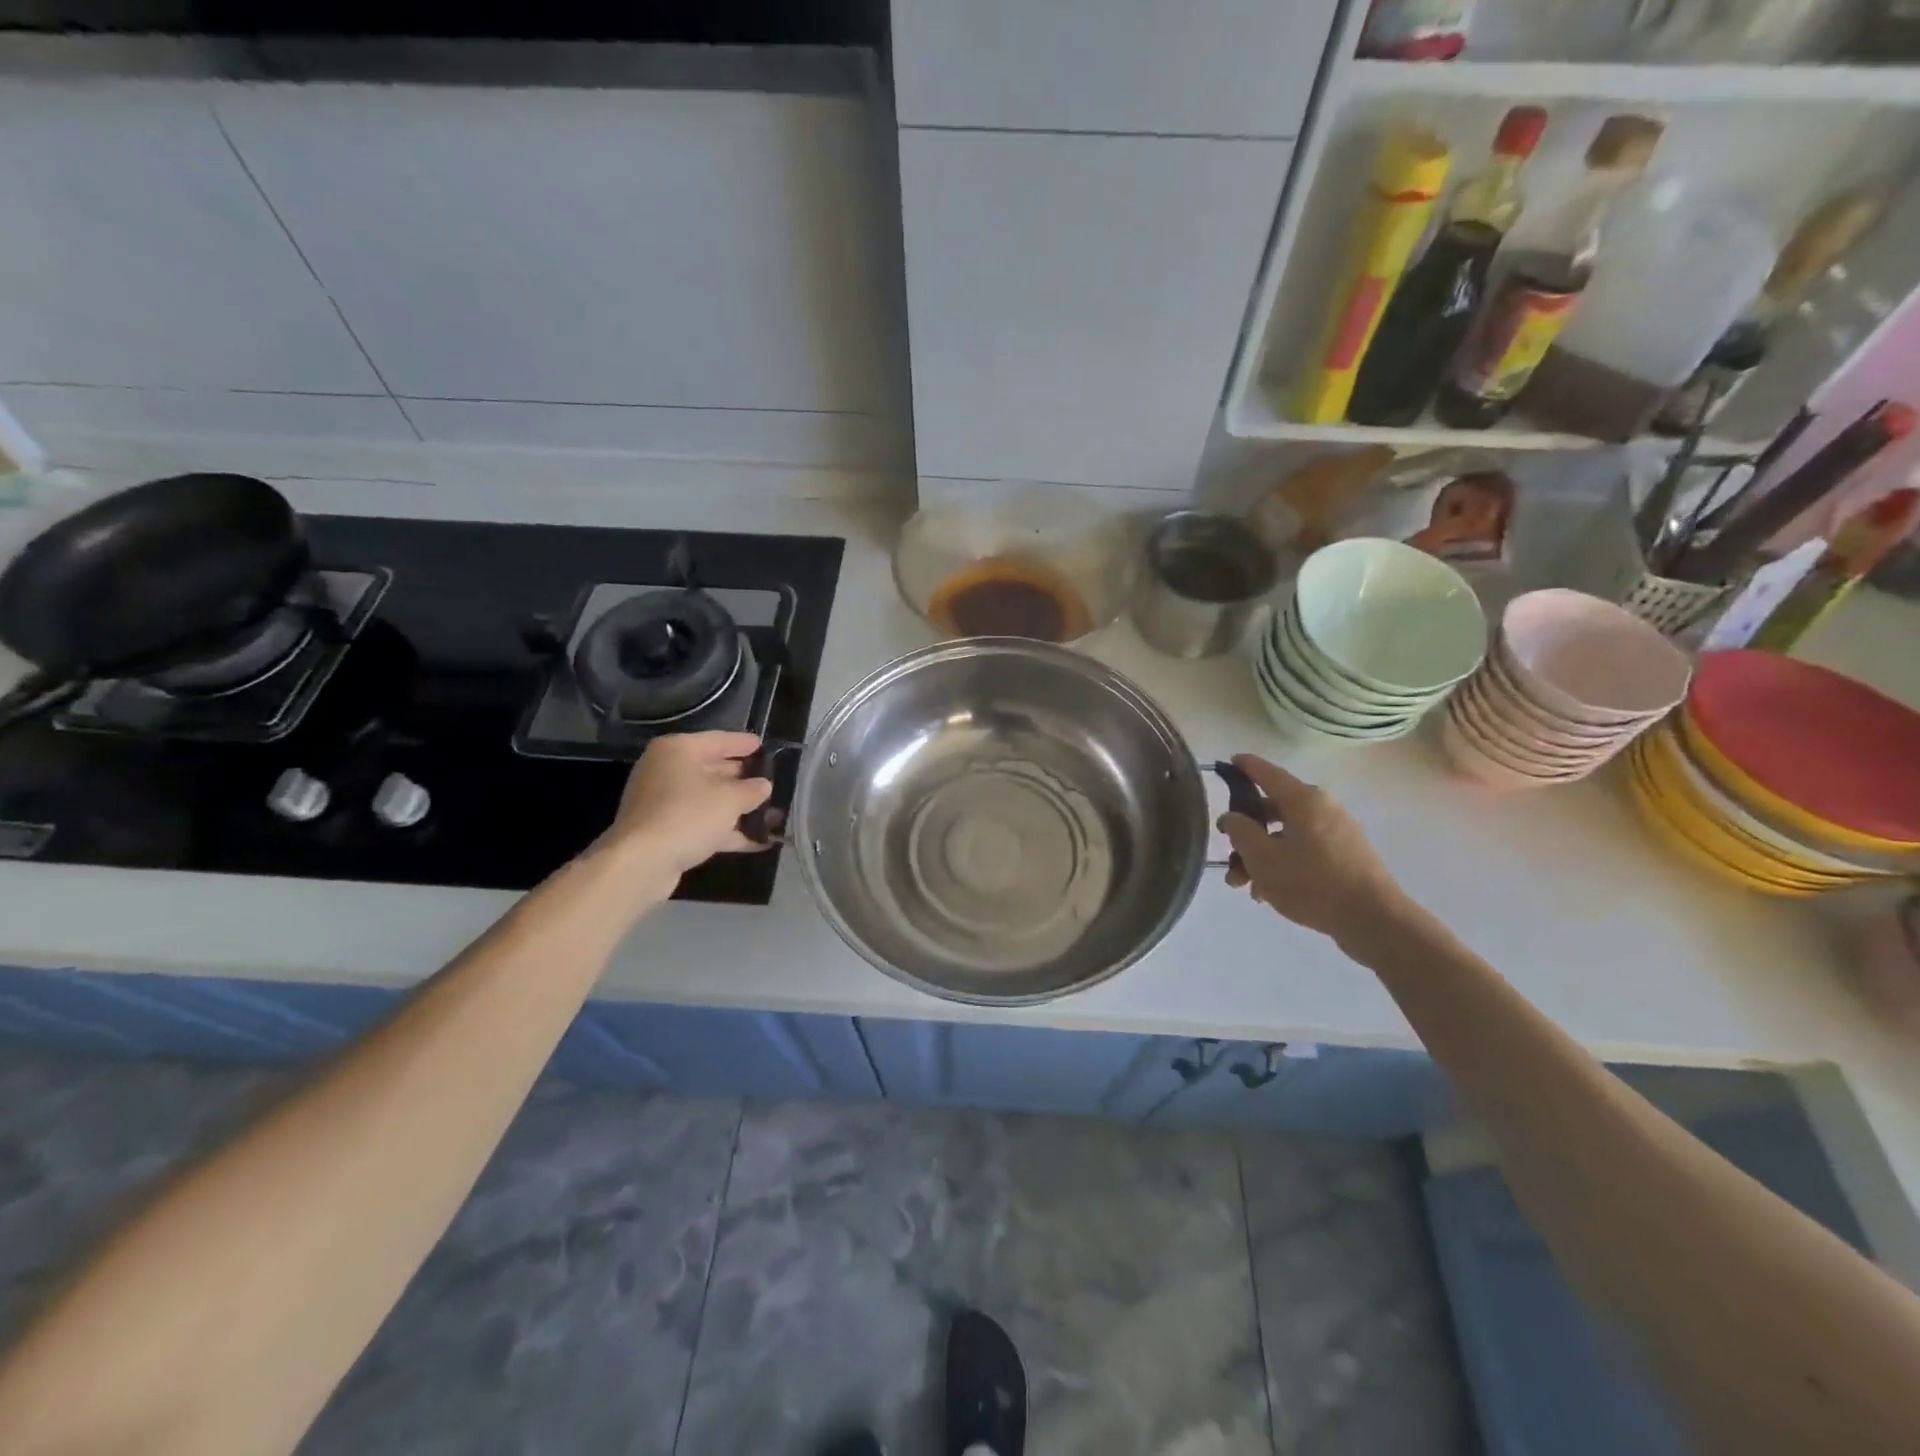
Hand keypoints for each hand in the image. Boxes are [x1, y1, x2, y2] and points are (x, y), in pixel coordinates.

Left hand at [600, 731, 774, 882]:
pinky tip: (758, 842)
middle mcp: (667, 770)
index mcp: (678, 750)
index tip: (764, 746)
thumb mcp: (730, 799)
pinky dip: (727, 831)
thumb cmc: (688, 815)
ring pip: (709, 800)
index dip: (744, 743)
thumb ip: (752, 789)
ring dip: (739, 808)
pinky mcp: (665, 830)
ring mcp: (664, 802)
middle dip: (743, 779)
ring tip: (772, 814)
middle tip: (771, 780)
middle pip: (713, 769)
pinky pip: (702, 824)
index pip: (719, 740)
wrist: (641, 862)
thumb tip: (763, 785)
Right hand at [1218, 754, 1408, 949]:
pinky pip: (1304, 850)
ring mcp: (1337, 832)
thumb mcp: (1263, 858)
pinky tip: (1269, 893)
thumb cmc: (1312, 882)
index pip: (1267, 773)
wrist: (1373, 920)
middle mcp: (1322, 808)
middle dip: (1246, 833)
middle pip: (1273, 810)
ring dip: (1262, 855)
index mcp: (1303, 800)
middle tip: (1227, 853)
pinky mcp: (1346, 856)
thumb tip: (1232, 816)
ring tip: (1245, 886)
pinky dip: (1283, 864)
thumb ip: (1240, 832)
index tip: (1228, 762)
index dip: (1245, 766)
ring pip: (1286, 835)